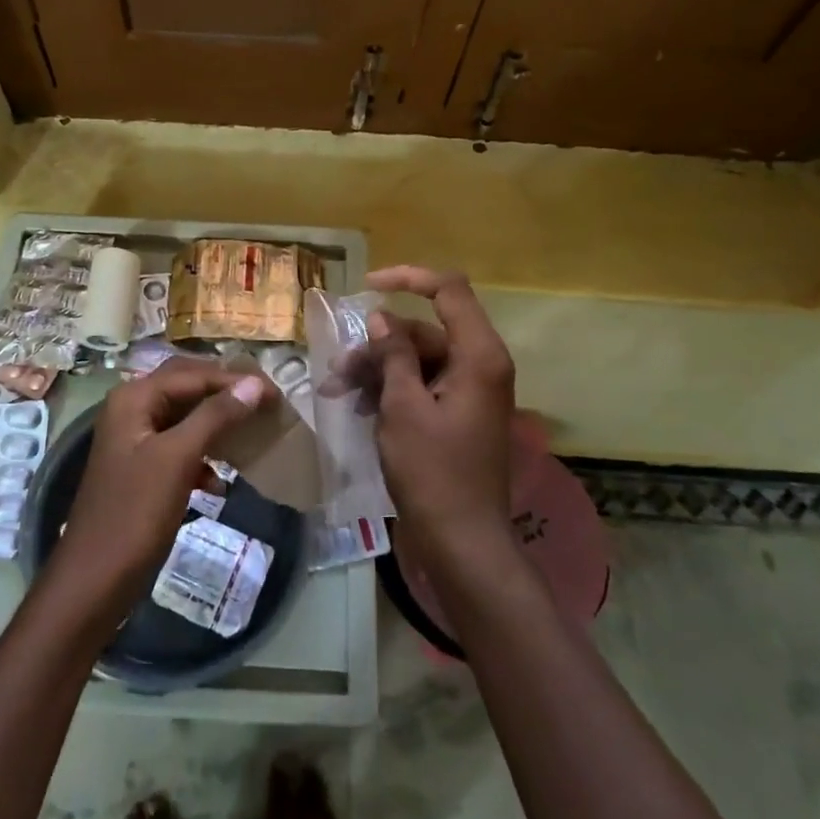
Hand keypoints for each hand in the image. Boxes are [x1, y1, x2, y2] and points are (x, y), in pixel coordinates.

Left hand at [50, 361, 271, 613]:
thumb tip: (254, 384)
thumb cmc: (135, 513)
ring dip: (217, 425)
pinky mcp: (143, 470)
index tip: (277, 394)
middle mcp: (132, 410)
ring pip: (186, 418)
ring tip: (252, 434)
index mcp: (134, 398)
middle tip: (267, 404)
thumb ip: (215, 416)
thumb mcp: (178, 458)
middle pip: (188, 388)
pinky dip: (203, 457)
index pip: (194, 374)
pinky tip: (219, 481)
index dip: (235, 380)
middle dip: (226, 395)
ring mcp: (136, 441)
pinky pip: (180, 449)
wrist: (94, 580)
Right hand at [361, 267, 515, 570]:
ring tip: (338, 391)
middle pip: (425, 330)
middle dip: (378, 344)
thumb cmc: (432, 471)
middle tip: (338, 370)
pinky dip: (392, 389)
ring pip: (418, 358)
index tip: (367, 286)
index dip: (408, 278)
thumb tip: (381, 317)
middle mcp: (481, 364)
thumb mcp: (403, 407)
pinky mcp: (459, 412)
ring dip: (378, 369)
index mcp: (478, 355)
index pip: (449, 290)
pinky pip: (423, 384)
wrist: (462, 540)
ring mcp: (471, 390)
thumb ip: (393, 354)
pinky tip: (359, 407)